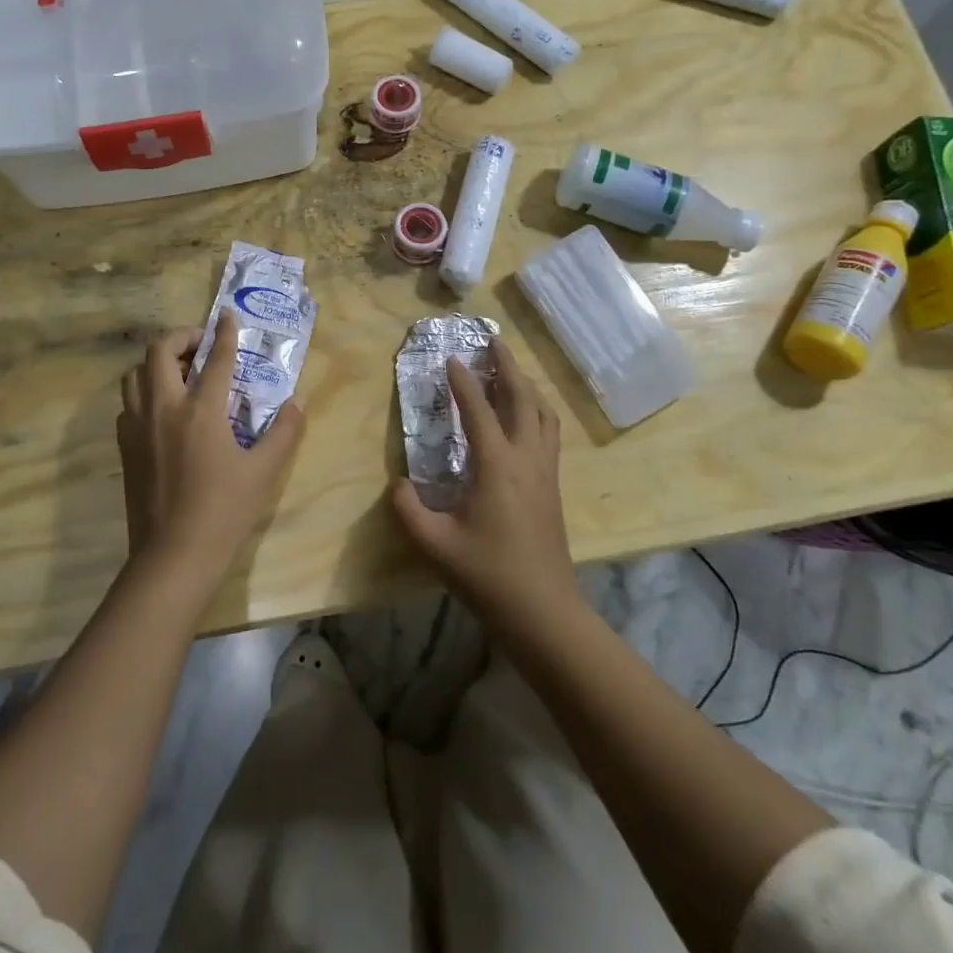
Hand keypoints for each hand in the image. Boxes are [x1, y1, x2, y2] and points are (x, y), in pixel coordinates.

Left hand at [117, 310, 306, 589]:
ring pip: (135, 374)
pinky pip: (128, 404)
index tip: (227, 316)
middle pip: (159, 351)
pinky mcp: (124, 447)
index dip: (225, 333)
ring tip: (180, 373)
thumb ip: (284, 432)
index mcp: (201, 410)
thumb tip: (296, 403)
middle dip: (181, 337)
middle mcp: (164, 407)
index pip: (216, 358)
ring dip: (156, 363)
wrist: (173, 556)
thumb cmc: (224, 511)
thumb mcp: (264, 471)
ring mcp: (138, 427)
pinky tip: (163, 411)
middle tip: (201, 346)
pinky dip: (144, 393)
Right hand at [390, 339, 577, 632]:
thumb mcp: (435, 545)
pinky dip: (536, 409)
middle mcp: (527, 459)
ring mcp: (545, 472)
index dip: (463, 382)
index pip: (479, 410)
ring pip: (543, 413)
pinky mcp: (553, 486)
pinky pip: (549, 432)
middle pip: (522, 398)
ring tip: (510, 370)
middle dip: (507, 366)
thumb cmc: (488, 576)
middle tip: (492, 341)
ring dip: (526, 385)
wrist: (544, 611)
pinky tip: (526, 415)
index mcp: (497, 466)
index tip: (451, 357)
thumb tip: (399, 485)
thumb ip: (409, 510)